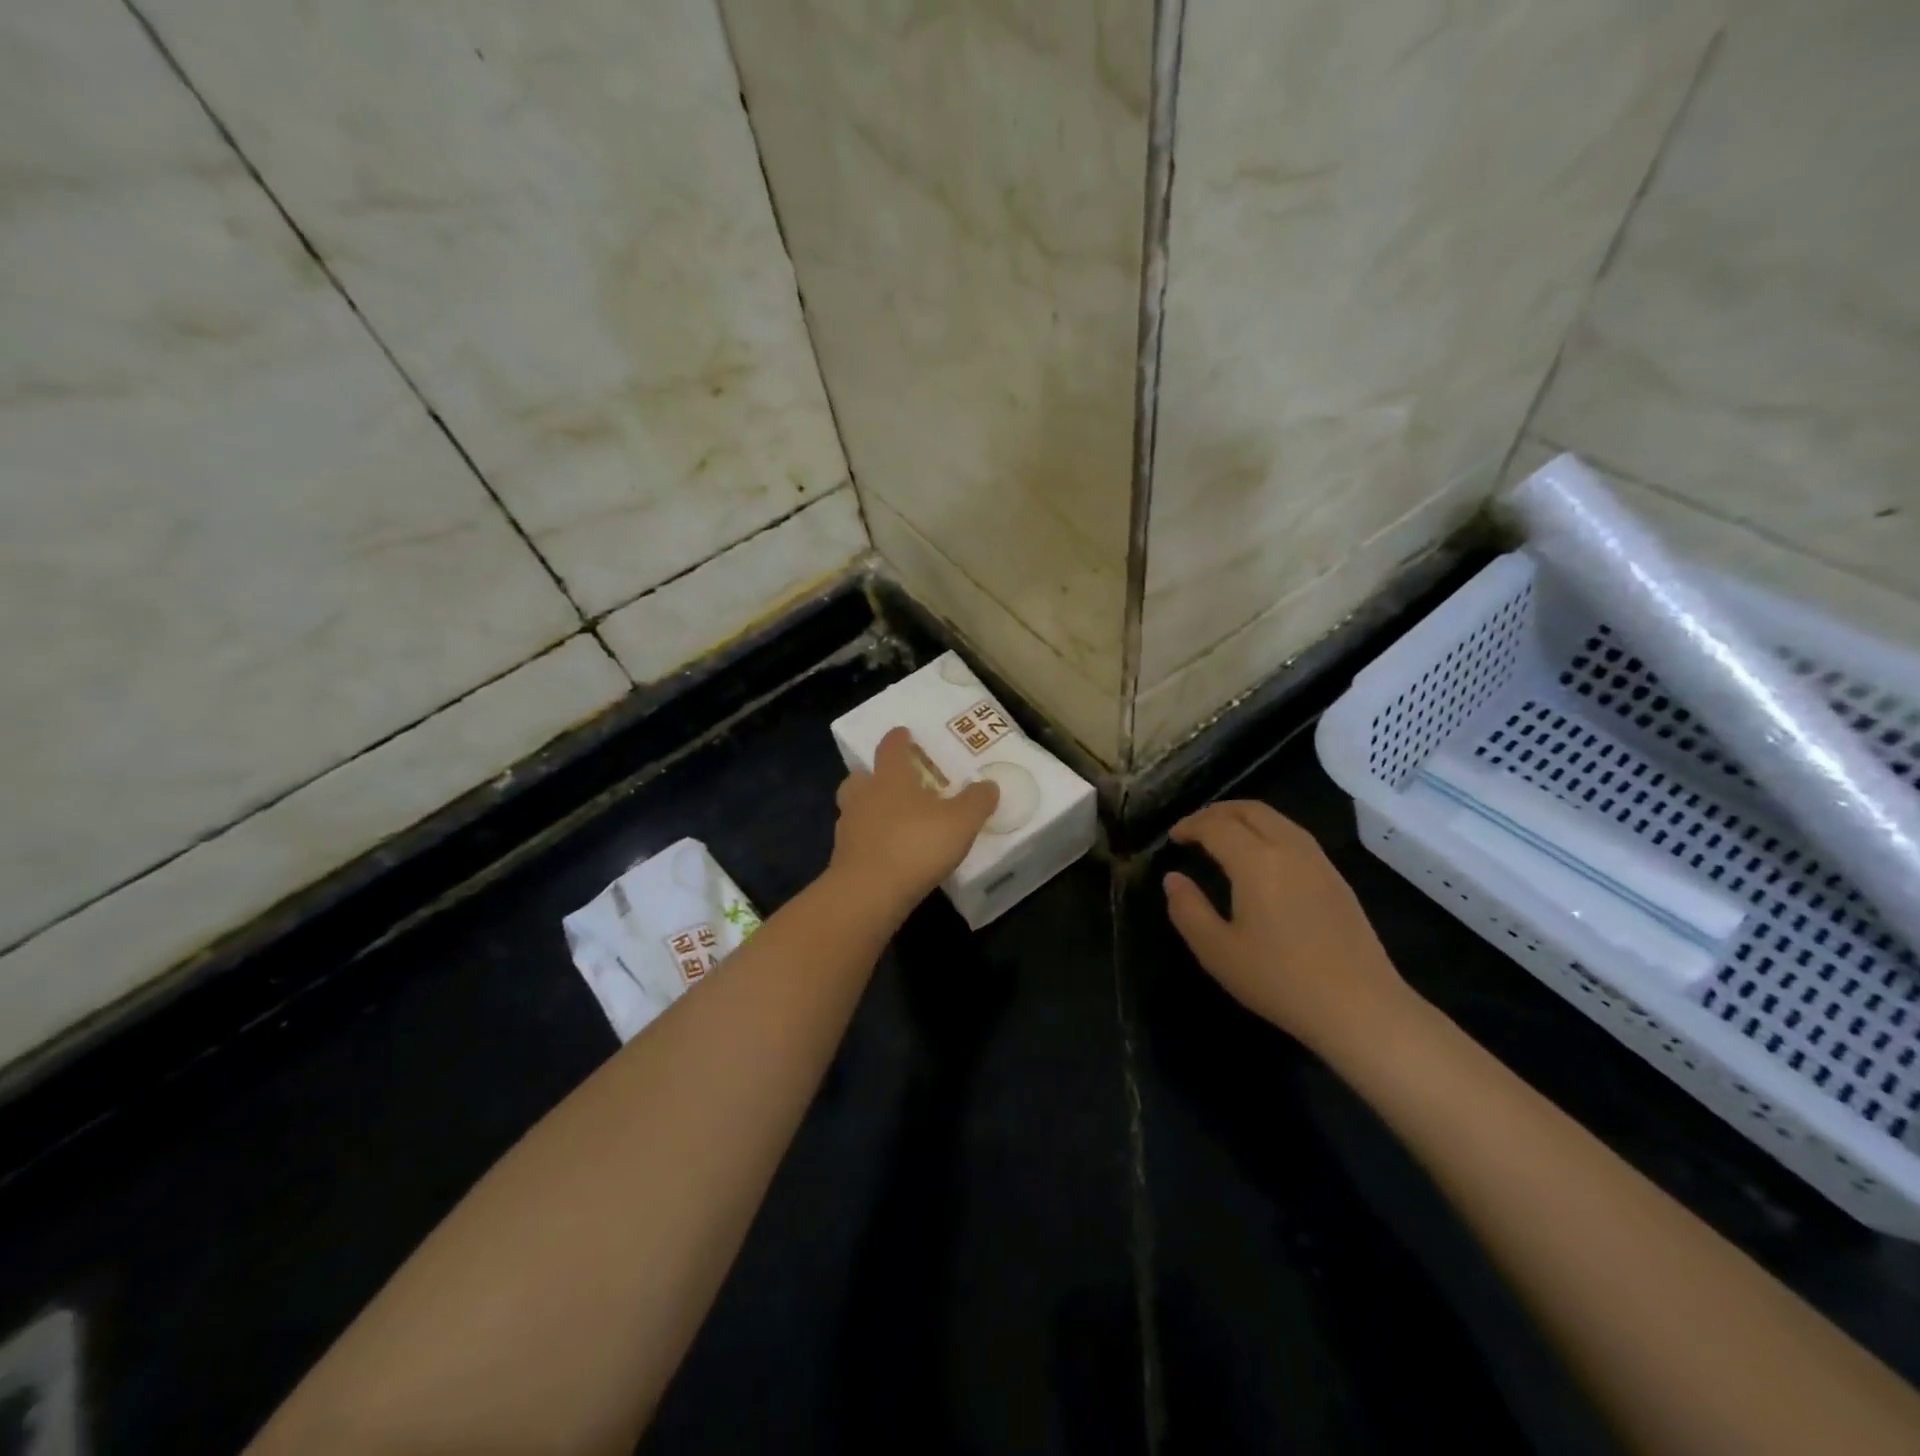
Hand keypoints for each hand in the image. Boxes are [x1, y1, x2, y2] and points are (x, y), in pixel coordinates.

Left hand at [830, 727, 998, 917]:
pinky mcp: (843, 858)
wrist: (869, 893)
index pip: (891, 748)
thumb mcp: (961, 822)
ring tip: (892, 820)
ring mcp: (848, 827)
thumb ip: (977, 801)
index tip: (903, 733)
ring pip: (854, 808)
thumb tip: (989, 785)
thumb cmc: (916, 845)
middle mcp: (864, 796)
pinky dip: (869, 840)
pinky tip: (887, 853)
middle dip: (873, 776)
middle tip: (892, 781)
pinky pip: (856, 839)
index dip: (898, 739)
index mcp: (890, 778)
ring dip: (869, 809)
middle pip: (861, 777)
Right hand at [1163, 800, 1415, 1058]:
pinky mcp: (1337, 879)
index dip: (1190, 825)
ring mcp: (1319, 862)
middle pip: (1251, 810)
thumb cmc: (1280, 979)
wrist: (1361, 1008)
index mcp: (1256, 861)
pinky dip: (1268, 832)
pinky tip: (1261, 860)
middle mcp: (1289, 849)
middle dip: (1217, 812)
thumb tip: (1173, 879)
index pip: (1216, 825)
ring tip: (1224, 837)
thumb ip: (1188, 910)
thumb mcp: (1217, 951)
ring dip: (1245, 819)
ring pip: (1277, 819)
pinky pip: (1295, 836)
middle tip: (1194, 828)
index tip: (1173, 837)